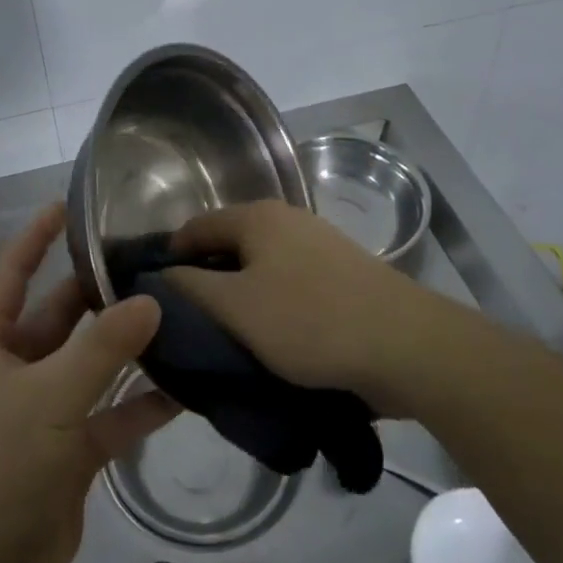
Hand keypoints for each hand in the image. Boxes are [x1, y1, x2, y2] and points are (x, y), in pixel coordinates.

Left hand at [0, 205, 175, 562]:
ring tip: (179, 313)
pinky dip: (142, 405)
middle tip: (152, 262)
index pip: (13, 272)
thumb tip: (149, 300)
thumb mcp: (48, 397)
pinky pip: (111, 416)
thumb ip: (101, 349)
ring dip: (128, 347)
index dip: (37, 236)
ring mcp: (44, 411)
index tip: (70, 204)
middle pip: (61, 316)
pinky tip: (185, 386)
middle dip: (100, 292)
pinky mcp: (71, 451)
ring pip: (92, 365)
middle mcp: (15, 368)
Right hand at [167, 201, 457, 415]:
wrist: (407, 346)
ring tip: (226, 338)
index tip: (155, 302)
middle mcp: (286, 219)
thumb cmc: (310, 321)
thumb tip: (162, 276)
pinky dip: (271, 306)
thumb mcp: (236, 308)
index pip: (193, 229)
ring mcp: (318, 244)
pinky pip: (289, 284)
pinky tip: (271, 340)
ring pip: (259, 268)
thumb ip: (190, 288)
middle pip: (227, 246)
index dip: (169, 261)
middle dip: (204, 282)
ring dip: (239, 298)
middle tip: (188, 325)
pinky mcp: (342, 274)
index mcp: (256, 217)